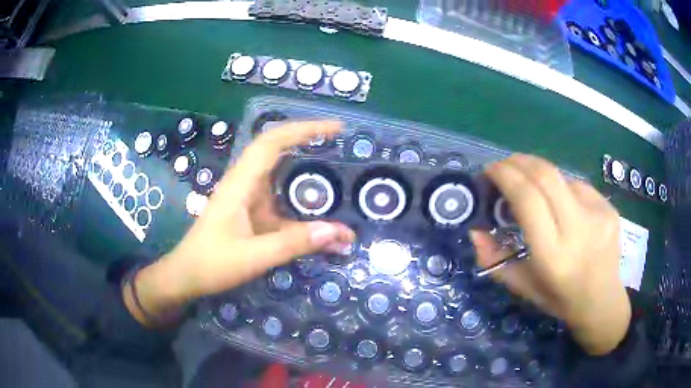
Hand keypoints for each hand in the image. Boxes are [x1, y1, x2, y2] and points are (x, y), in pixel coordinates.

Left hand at [125, 121, 354, 326]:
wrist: (187, 275)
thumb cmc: (212, 264)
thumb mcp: (253, 257)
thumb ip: (293, 243)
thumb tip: (337, 231)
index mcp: (240, 184)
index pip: (272, 142)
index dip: (304, 130)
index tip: (335, 129)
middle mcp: (244, 182)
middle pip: (276, 147)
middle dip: (307, 138)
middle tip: (340, 140)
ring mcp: (246, 195)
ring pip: (279, 171)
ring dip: (305, 167)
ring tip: (337, 170)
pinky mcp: (250, 210)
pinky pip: (279, 197)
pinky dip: (300, 199)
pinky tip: (317, 211)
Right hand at [470, 154, 630, 354]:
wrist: (603, 301)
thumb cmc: (560, 299)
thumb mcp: (522, 286)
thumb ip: (494, 259)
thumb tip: (475, 230)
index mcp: (553, 255)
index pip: (528, 199)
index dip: (506, 176)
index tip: (490, 171)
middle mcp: (578, 230)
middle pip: (546, 176)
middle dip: (519, 162)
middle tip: (505, 165)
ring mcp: (598, 214)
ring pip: (561, 177)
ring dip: (539, 173)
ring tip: (530, 183)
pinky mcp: (608, 207)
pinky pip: (577, 186)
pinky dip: (560, 187)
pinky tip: (560, 201)